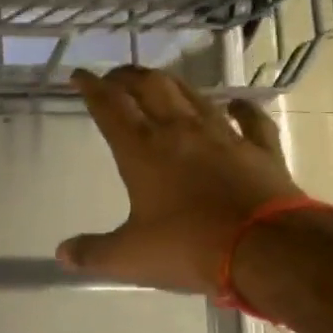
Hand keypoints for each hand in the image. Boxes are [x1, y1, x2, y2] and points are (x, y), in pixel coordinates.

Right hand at [57, 65, 301, 293]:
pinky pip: (250, 120)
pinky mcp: (261, 151)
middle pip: (151, 88)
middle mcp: (180, 132)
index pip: (110, 107)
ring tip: (158, 81)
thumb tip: (63, 254)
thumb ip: (93, 253)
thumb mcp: (130, 257)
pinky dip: (242, 108)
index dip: (91, 88)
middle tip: (114, 76)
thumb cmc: (189, 247)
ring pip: (194, 95)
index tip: (79, 75)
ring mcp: (225, 137)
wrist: (268, 249)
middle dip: (128, 77)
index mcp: (142, 151)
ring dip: (172, 83)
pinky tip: (236, 103)